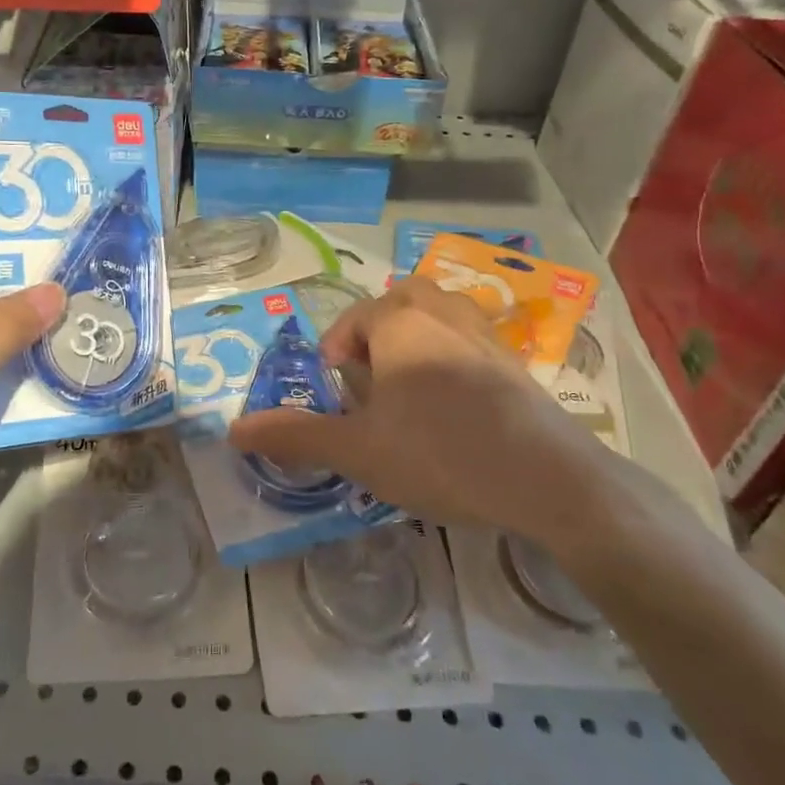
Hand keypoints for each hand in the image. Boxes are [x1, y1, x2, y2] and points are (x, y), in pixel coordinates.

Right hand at [227, 277, 614, 555]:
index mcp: (400, 320)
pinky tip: (453, 409)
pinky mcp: (515, 362)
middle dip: (376, 336)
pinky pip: (468, 342)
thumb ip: (295, 435)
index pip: (352, 320)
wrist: (550, 480)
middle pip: (397, 304)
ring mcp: (485, 333)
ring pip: (437, 317)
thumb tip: (233, 429)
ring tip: (407, 390)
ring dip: (414, 342)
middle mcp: (443, 312)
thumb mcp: (358, 450)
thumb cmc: (440, 452)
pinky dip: (449, 359)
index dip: (335, 356)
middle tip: (371, 381)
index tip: (337, 397)